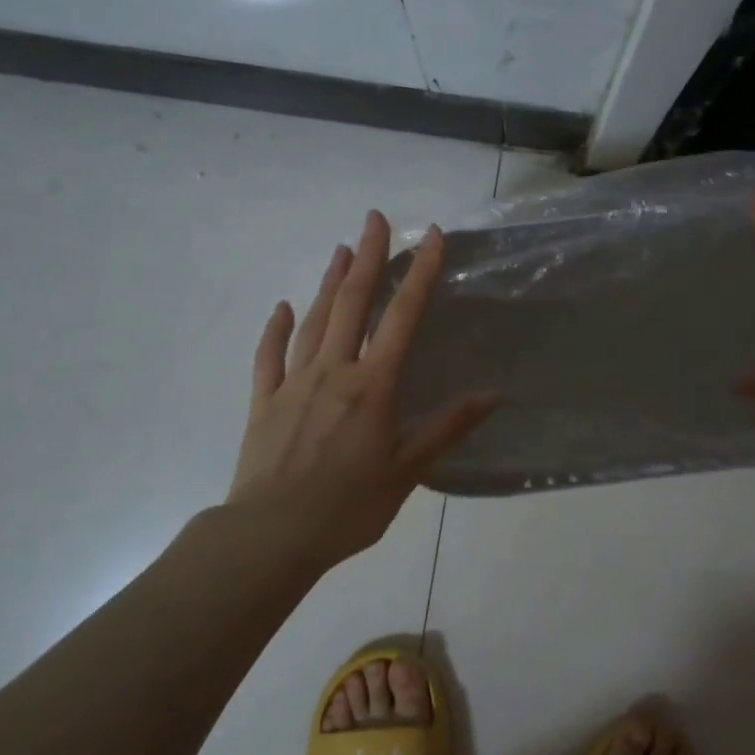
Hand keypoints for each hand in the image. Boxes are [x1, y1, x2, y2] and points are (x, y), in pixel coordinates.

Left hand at [225, 211, 497, 573]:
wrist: (270, 535)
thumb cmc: (347, 507)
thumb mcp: (406, 472)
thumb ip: (446, 429)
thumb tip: (492, 395)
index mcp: (372, 386)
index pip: (402, 318)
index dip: (420, 274)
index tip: (432, 237)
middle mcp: (333, 371)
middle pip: (353, 303)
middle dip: (368, 257)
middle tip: (375, 218)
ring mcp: (292, 383)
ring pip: (314, 321)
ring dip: (329, 283)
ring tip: (340, 250)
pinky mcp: (263, 401)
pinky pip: (269, 356)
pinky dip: (276, 328)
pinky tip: (282, 307)